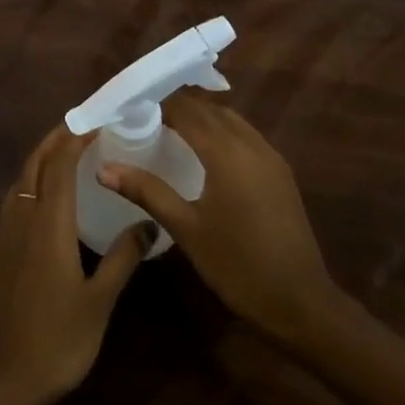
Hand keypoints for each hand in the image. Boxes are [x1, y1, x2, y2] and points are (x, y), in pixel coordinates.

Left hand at [0, 125, 151, 404]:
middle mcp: (22, 217)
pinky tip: (46, 200)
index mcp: (48, 222)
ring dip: (41, 158)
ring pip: (20, 180)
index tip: (97, 120)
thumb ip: (123, 257)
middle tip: (81, 126)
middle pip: (34, 163)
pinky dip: (31, 183)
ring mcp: (4, 234)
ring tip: (65, 154)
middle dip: (55, 138)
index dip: (76, 136)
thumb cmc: (56, 341)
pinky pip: (14, 200)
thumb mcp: (99, 301)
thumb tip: (150, 224)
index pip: (60, 162)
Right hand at [98, 92, 341, 346]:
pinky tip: (205, 152)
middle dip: (178, 105)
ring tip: (169, 127)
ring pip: (231, 120)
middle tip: (143, 114)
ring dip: (202, 117)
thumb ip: (146, 191)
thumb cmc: (237, 265)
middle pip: (210, 109)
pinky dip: (221, 132)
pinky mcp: (280, 173)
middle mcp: (251, 144)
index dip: (157, 102)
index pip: (186, 109)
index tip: (130, 105)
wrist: (301, 303)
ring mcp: (271, 157)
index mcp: (226, 151)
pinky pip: (246, 136)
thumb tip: (104, 168)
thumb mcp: (186, 228)